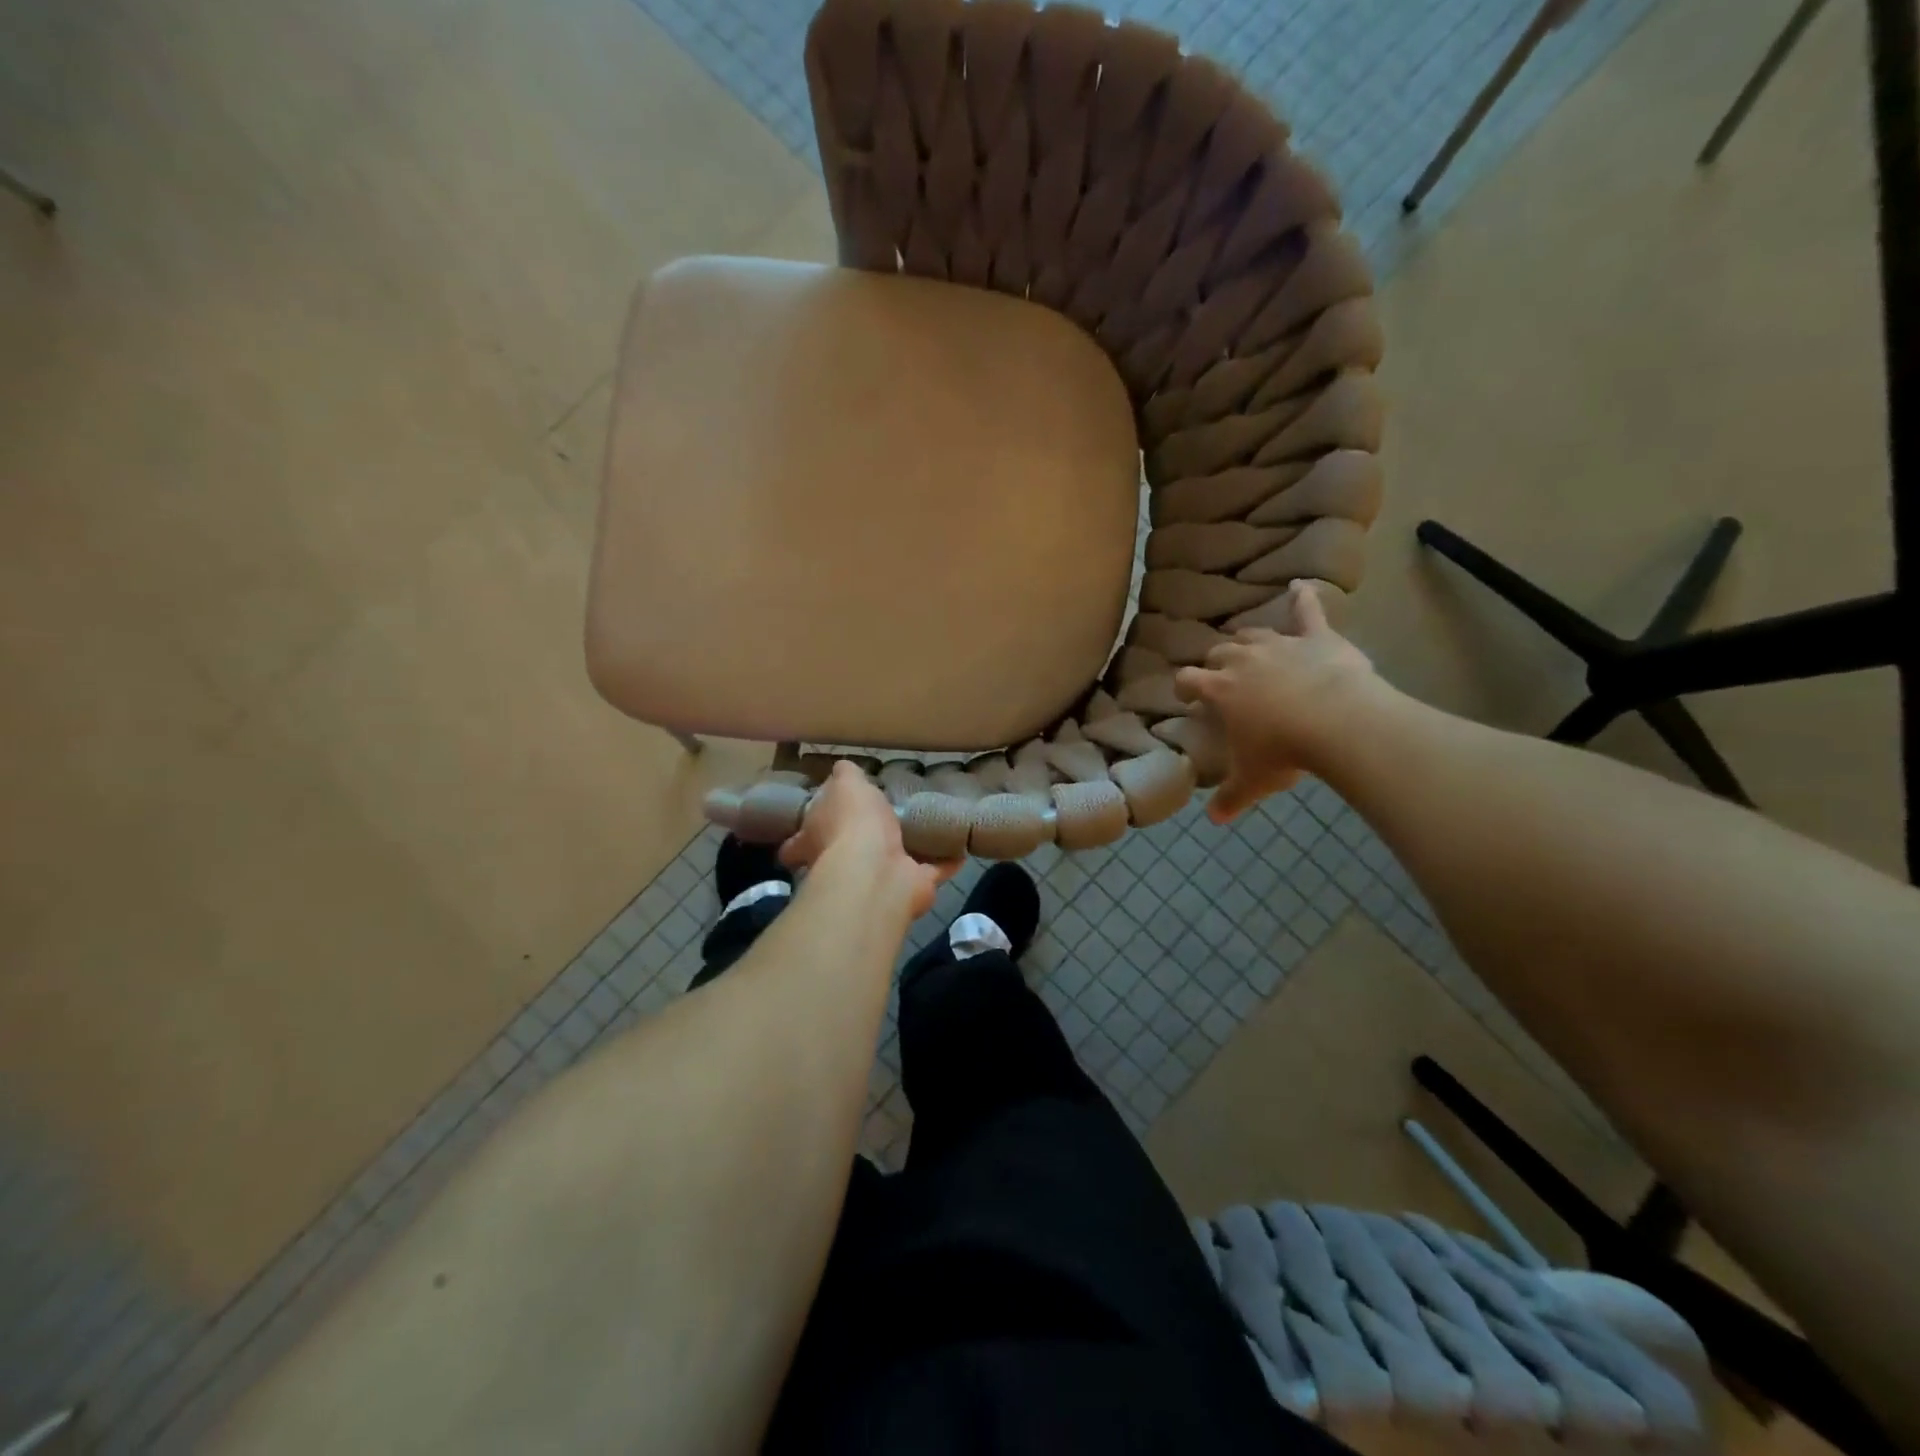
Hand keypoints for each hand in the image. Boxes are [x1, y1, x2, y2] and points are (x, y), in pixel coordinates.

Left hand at [779, 762, 956, 917]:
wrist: (877, 871)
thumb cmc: (853, 823)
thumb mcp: (846, 785)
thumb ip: (845, 776)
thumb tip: (843, 768)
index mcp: (816, 840)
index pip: (800, 840)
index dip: (804, 835)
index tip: (817, 825)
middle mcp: (842, 864)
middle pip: (847, 854)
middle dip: (863, 841)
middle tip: (885, 820)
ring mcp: (877, 879)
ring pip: (892, 864)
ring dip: (908, 851)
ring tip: (926, 828)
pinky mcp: (910, 887)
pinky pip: (931, 871)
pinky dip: (945, 862)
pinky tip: (960, 846)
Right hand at [1173, 581, 1383, 822]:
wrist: (1338, 722)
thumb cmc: (1285, 751)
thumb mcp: (1253, 780)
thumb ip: (1230, 797)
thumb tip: (1212, 820)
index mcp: (1220, 689)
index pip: (1188, 679)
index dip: (1184, 686)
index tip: (1186, 695)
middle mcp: (1243, 660)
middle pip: (1219, 651)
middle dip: (1216, 661)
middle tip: (1222, 675)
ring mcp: (1279, 644)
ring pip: (1253, 633)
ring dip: (1248, 639)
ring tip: (1249, 647)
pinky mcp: (1316, 637)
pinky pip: (1308, 611)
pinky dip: (1304, 597)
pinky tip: (1301, 585)